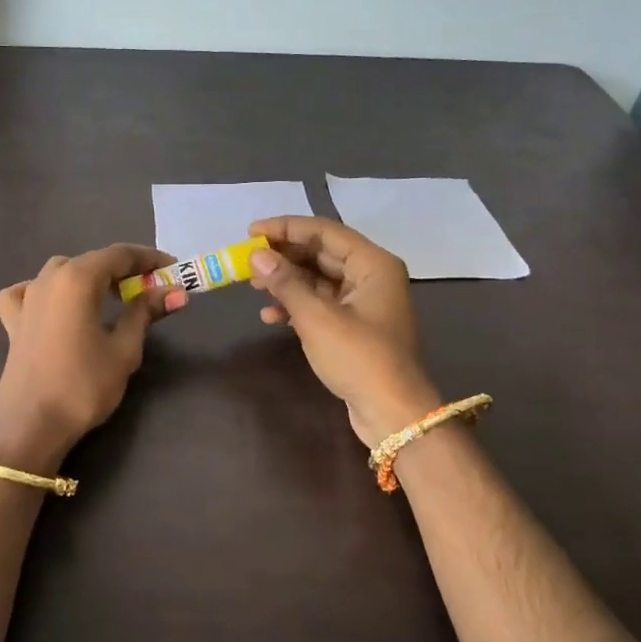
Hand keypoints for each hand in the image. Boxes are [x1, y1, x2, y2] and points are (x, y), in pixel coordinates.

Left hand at [0, 244, 186, 472]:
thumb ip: (145, 313)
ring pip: (62, 272)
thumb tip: (176, 291)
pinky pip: (29, 292)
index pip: (119, 254)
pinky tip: (54, 305)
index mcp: (77, 278)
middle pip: (92, 261)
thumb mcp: (124, 349)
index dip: (149, 259)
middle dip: (123, 270)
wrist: (30, 425)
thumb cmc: (83, 385)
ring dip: (89, 278)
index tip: (173, 269)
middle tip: (151, 288)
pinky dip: (45, 291)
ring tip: (111, 298)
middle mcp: (49, 278)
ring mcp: (26, 298)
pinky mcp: (13, 321)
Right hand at [248, 216, 439, 446]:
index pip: (323, 232)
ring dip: (286, 281)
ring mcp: (364, 302)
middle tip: (248, 259)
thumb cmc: (358, 357)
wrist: (392, 412)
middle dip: (283, 256)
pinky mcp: (355, 326)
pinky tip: (270, 316)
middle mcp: (371, 276)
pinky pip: (321, 303)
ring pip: (318, 279)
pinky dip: (296, 306)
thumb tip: (256, 256)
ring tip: (253, 287)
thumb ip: (285, 282)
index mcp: (372, 264)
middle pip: (321, 253)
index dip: (285, 228)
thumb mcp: (316, 317)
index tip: (251, 232)